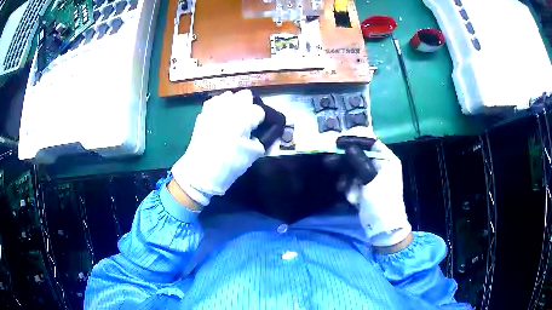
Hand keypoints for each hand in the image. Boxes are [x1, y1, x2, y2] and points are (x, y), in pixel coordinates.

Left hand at [171, 90, 265, 206]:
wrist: (201, 172)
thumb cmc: (230, 164)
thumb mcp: (253, 155)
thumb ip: (262, 141)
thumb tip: (260, 136)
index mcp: (244, 117)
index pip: (259, 110)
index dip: (260, 120)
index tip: (258, 129)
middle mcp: (229, 107)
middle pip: (245, 95)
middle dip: (248, 105)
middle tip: (247, 120)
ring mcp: (214, 108)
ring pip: (229, 95)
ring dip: (234, 104)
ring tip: (233, 118)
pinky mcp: (203, 113)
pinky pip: (214, 102)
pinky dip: (220, 106)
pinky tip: (220, 118)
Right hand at [342, 139, 411, 246]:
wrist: (383, 226)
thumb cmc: (381, 200)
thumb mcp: (370, 178)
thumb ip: (359, 161)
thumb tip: (348, 146)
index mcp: (387, 160)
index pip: (371, 143)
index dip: (355, 142)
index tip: (339, 143)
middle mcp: (380, 166)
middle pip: (359, 156)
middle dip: (345, 163)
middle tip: (329, 162)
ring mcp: (372, 178)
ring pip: (353, 170)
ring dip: (347, 179)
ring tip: (343, 188)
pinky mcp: (365, 189)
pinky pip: (353, 182)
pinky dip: (350, 189)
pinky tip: (352, 198)